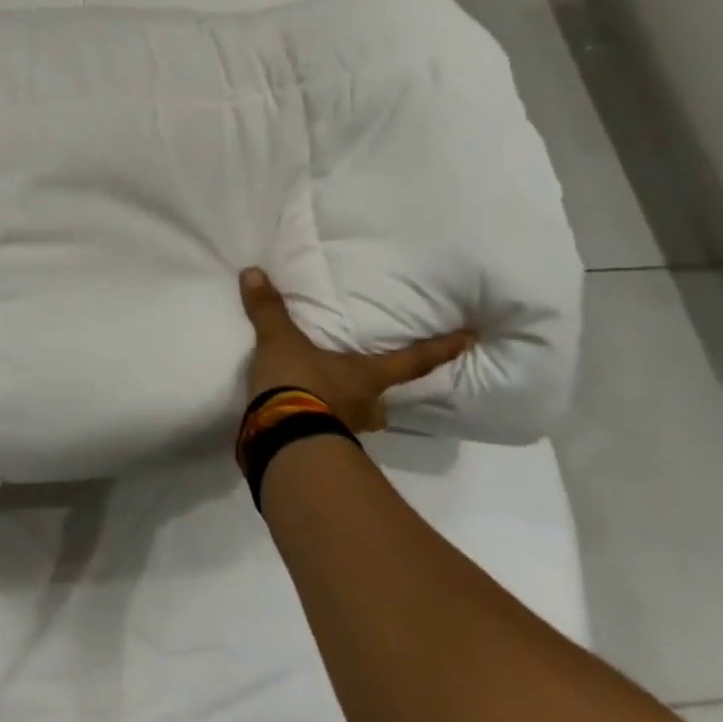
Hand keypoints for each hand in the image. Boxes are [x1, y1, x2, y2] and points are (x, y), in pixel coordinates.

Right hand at [239, 267, 473, 434]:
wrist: (281, 438)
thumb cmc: (298, 383)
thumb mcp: (279, 341)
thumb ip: (268, 309)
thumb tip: (253, 271)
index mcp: (365, 376)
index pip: (412, 361)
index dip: (441, 349)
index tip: (469, 340)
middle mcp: (365, 406)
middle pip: (383, 400)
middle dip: (376, 394)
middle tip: (364, 384)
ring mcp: (346, 432)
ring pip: (357, 420)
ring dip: (346, 411)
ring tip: (326, 400)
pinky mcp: (321, 450)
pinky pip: (326, 432)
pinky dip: (316, 424)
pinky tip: (299, 417)